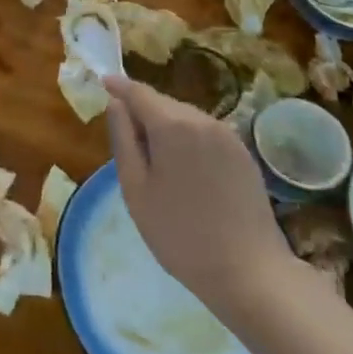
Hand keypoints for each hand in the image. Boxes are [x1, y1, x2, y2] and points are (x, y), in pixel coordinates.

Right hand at [105, 75, 291, 318]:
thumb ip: (123, 139)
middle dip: (142, 111)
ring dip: (166, 126)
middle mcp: (202, 119)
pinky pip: (205, 132)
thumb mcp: (136, 189)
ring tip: (156, 161)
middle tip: (126, 138)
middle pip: (163, 103)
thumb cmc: (180, 234)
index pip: (138, 92)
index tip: (103, 81)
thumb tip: (116, 104)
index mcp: (172, 125)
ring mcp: (227, 134)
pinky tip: (186, 171)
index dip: (119, 86)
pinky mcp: (243, 152)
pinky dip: (188, 139)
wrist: (249, 272)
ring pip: (185, 117)